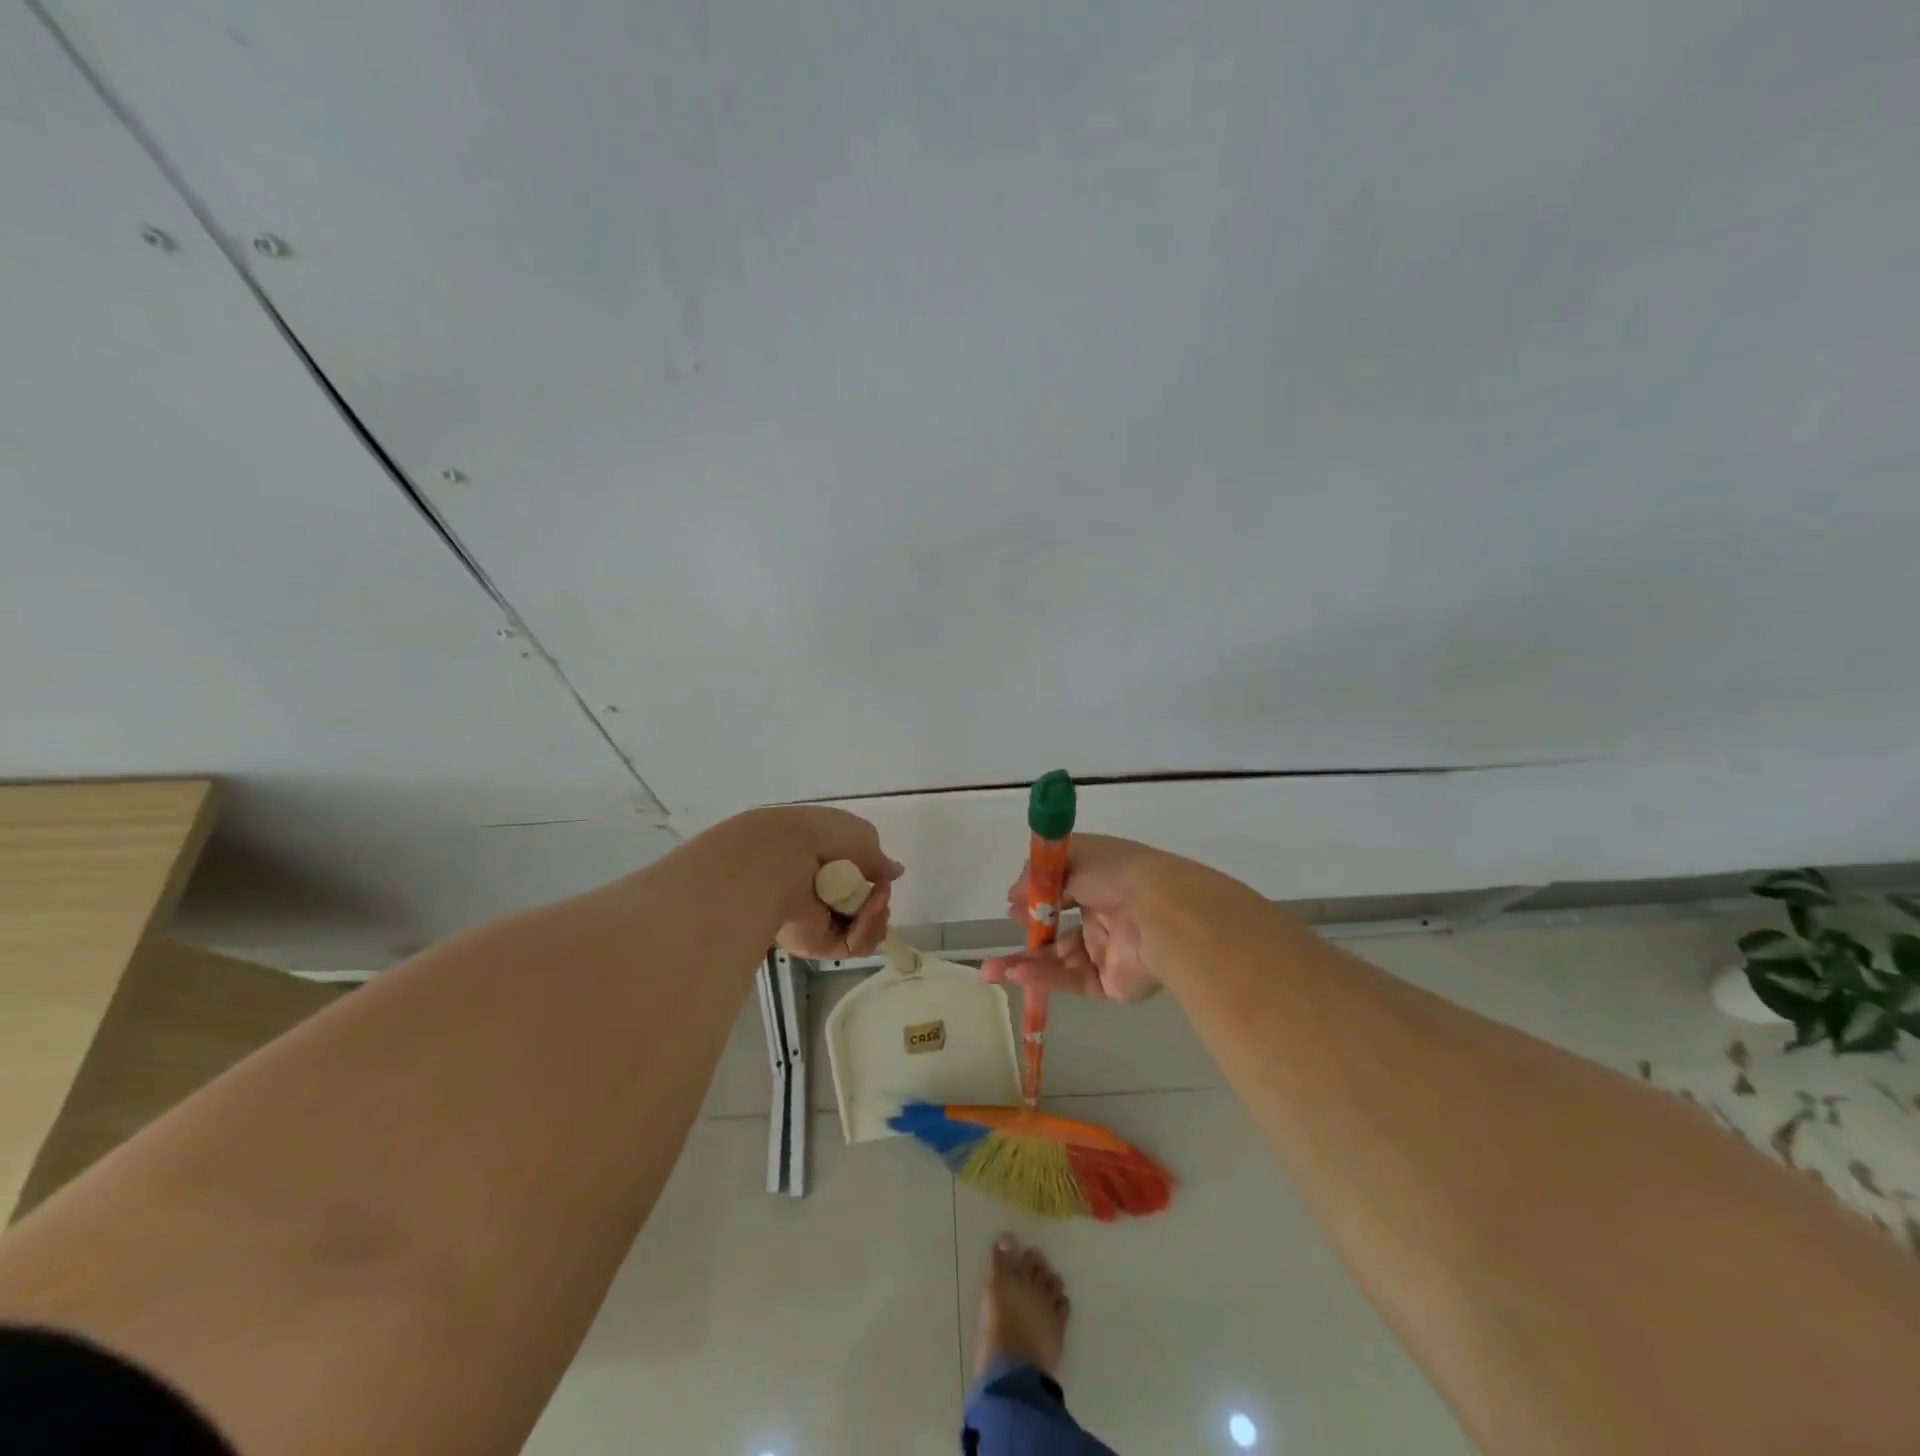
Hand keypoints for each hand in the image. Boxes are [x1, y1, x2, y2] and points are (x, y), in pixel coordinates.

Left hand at [736, 806, 903, 958]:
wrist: (784, 857)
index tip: (883, 877)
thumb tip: (894, 872)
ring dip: (876, 916)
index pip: (856, 882)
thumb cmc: (822, 836)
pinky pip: (852, 945)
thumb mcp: (861, 836)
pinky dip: (865, 930)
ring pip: (861, 931)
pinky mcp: (815, 944)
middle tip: (881, 892)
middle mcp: (819, 894)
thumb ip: (879, 860)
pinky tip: (868, 912)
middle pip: (862, 910)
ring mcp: (817, 921)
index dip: (875, 882)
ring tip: (876, 901)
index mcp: (824, 864)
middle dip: (879, 903)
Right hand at [979, 834, 1166, 1003]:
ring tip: (991, 969)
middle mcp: (1104, 916)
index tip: (1012, 904)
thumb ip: (1039, 876)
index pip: (1063, 892)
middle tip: (995, 945)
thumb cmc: (1118, 874)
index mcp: (1101, 883)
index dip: (1037, 899)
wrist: (1160, 914)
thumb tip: (1013, 894)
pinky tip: (1016, 974)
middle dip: (1027, 936)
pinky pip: (1071, 979)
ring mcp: (1107, 951)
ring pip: (1059, 959)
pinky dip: (1043, 977)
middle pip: (1057, 930)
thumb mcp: (1074, 857)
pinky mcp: (1109, 983)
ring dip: (1026, 962)